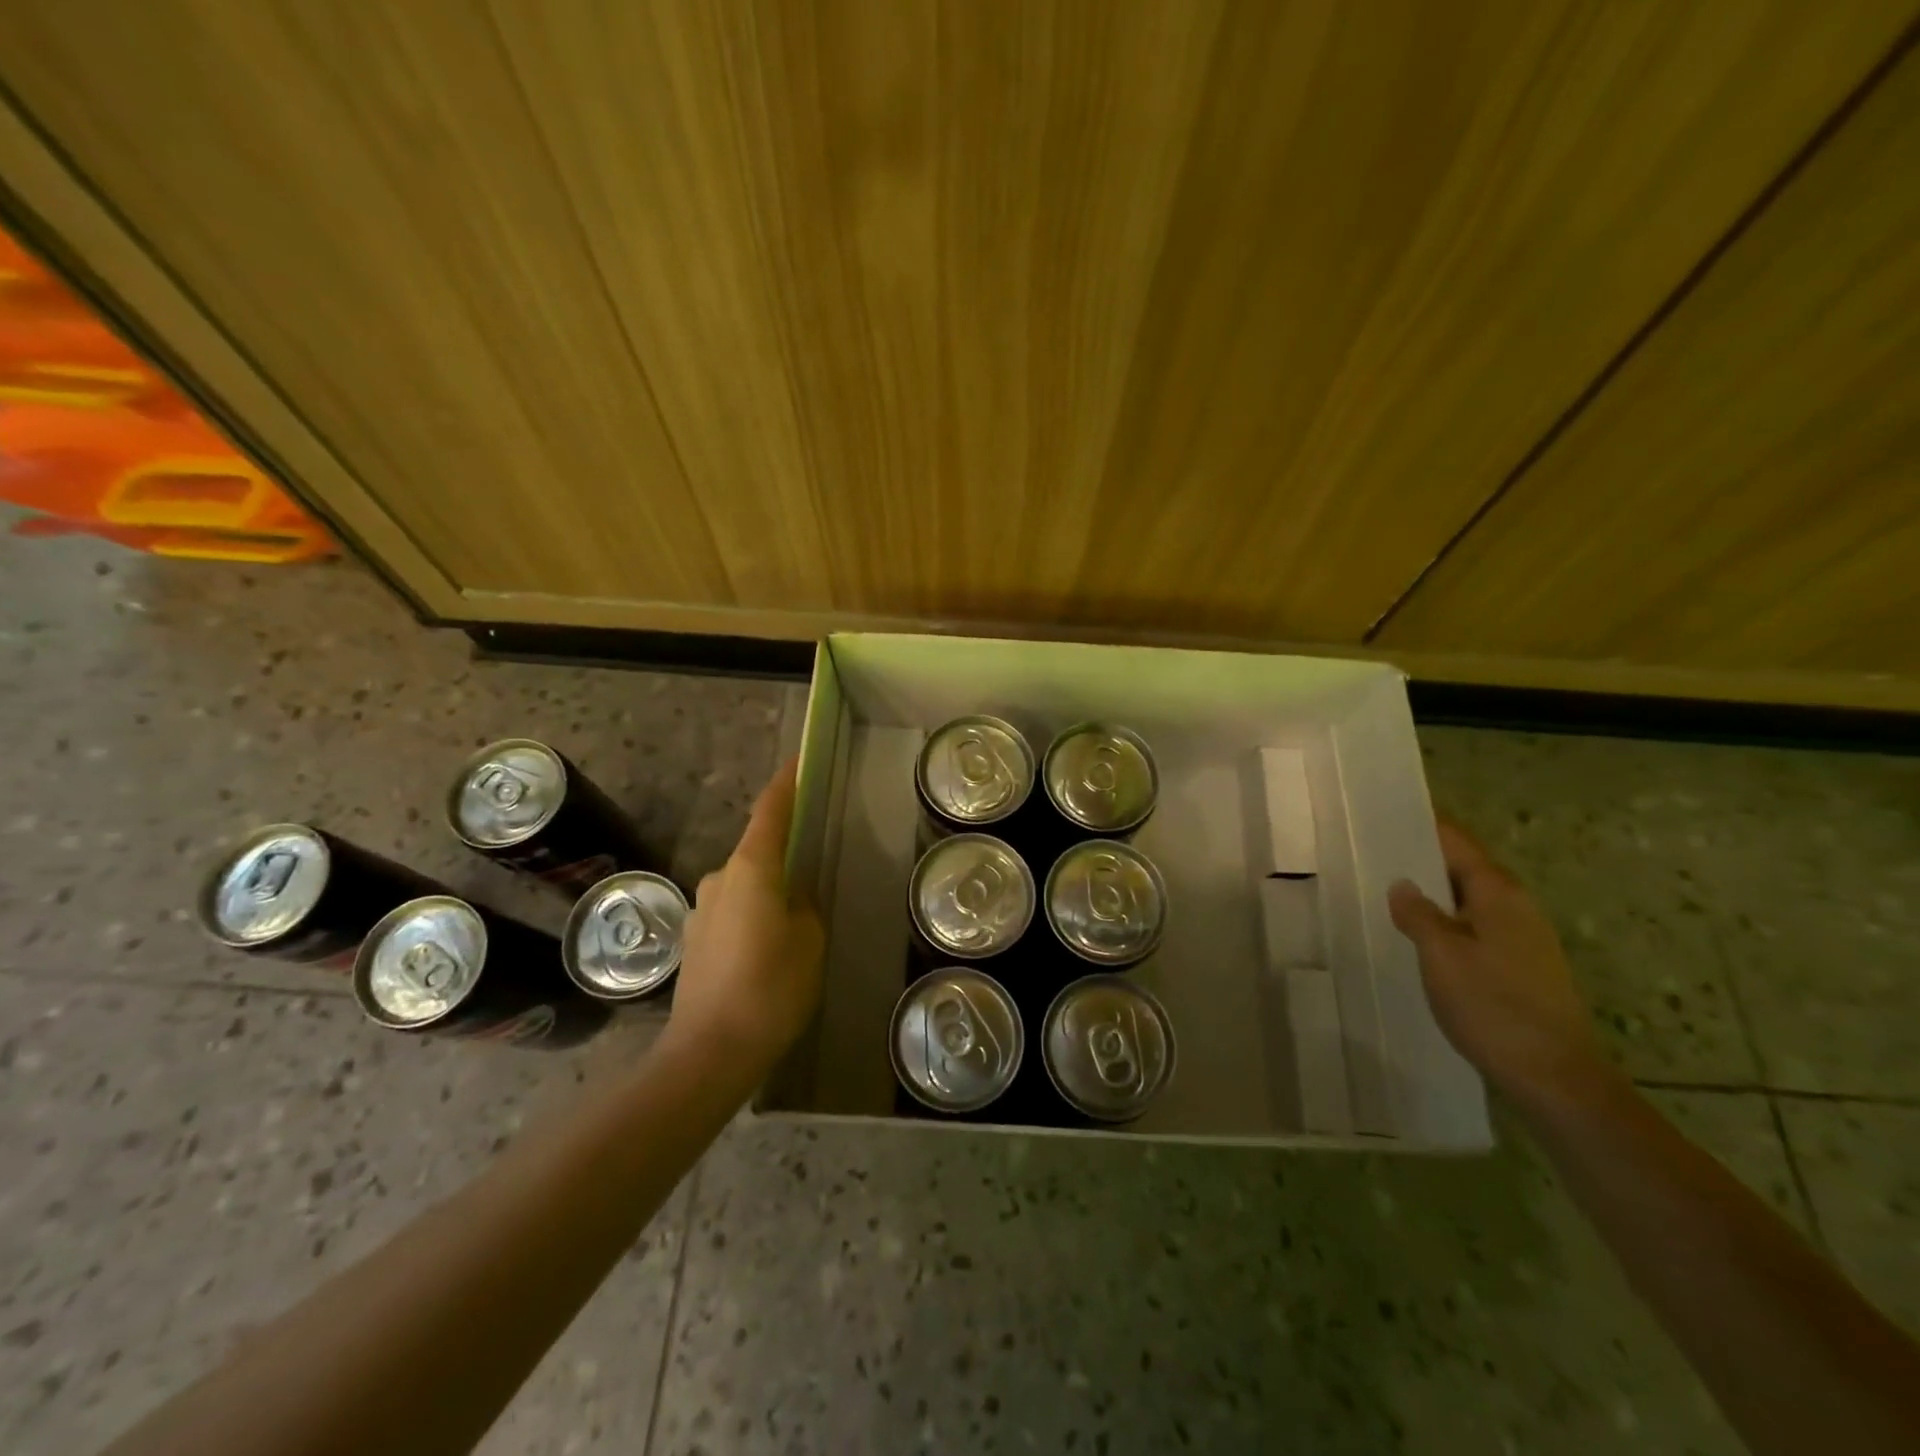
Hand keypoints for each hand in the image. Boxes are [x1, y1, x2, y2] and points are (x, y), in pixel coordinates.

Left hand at [663, 758, 824, 1078]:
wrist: (708, 1052)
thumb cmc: (770, 988)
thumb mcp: (809, 941)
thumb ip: (805, 906)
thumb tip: (793, 897)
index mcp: (750, 869)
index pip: (769, 812)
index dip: (786, 784)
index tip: (800, 762)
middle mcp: (719, 879)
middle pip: (756, 852)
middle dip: (784, 857)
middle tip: (814, 876)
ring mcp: (701, 909)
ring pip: (745, 887)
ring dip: (767, 894)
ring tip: (794, 928)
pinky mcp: (693, 940)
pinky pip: (732, 912)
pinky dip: (752, 918)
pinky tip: (766, 953)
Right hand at [1388, 817, 1613, 1109]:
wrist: (1556, 1078)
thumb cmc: (1494, 1007)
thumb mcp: (1441, 956)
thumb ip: (1418, 913)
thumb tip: (1403, 885)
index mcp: (1498, 892)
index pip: (1455, 840)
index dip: (1421, 823)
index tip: (1383, 813)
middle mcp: (1516, 905)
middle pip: (1462, 866)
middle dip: (1420, 858)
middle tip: (1370, 852)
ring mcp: (1523, 936)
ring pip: (1467, 898)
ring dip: (1431, 892)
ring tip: (1385, 891)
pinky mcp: (1521, 964)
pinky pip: (1474, 925)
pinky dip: (1445, 920)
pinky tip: (1418, 936)